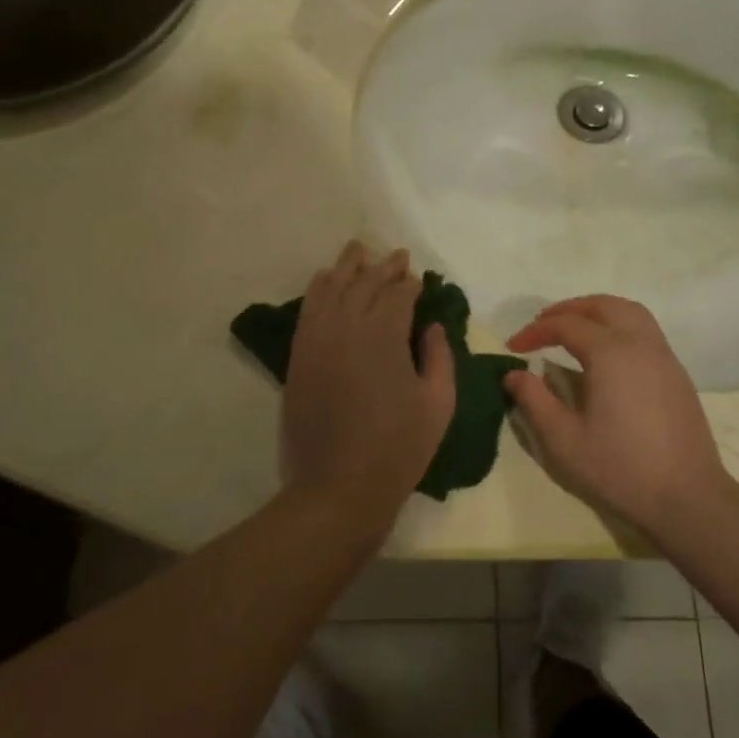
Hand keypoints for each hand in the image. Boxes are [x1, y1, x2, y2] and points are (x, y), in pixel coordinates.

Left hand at [280, 242, 456, 527]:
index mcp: (384, 334)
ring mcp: (317, 339)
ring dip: (346, 266)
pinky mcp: (299, 356)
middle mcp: (347, 325)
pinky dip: (317, 288)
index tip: (418, 279)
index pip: (398, 293)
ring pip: (331, 287)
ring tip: (358, 249)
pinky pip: (307, 309)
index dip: (410, 282)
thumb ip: (439, 356)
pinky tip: (323, 279)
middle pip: (365, 283)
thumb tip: (431, 326)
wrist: (337, 487)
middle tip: (396, 254)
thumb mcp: (438, 403)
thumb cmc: (398, 448)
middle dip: (383, 266)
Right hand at [504, 295, 731, 540]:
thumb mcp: (563, 440)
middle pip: (602, 306)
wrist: (687, 498)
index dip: (535, 331)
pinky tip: (607, 355)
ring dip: (597, 312)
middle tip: (543, 326)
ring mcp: (663, 356)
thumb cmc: (620, 469)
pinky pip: (645, 331)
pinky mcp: (677, 374)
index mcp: (610, 353)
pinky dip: (619, 326)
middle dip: (568, 310)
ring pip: (629, 312)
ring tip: (574, 330)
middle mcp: (640, 343)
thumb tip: (513, 374)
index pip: (566, 325)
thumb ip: (534, 400)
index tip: (513, 347)